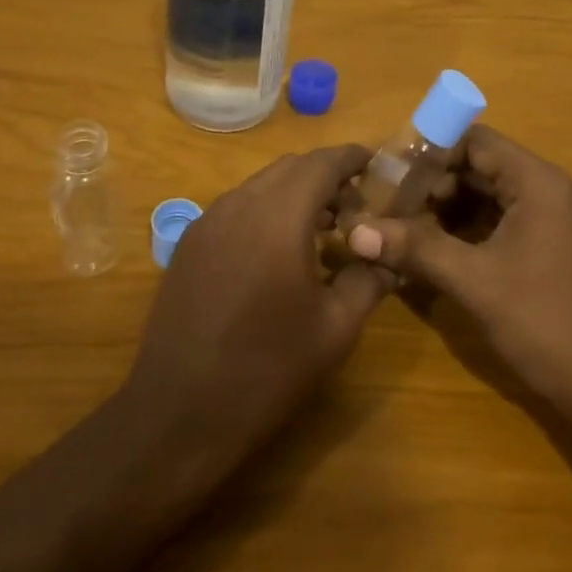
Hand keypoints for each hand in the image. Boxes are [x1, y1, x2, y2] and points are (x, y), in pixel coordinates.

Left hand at [123, 144, 392, 467]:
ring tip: (323, 229)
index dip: (352, 157)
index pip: (322, 163)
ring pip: (261, 185)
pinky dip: (267, 209)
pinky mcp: (189, 243)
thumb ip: (369, 280)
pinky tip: (279, 250)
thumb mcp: (335, 329)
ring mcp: (207, 221)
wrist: (178, 414)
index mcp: (278, 217)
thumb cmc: (267, 370)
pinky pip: (237, 207)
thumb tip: (392, 257)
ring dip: (295, 193)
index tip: (377, 164)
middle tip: (356, 208)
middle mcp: (239, 204)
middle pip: (290, 167)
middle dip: (327, 176)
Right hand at [345, 126, 571, 420]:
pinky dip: (458, 230)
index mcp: (536, 182)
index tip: (386, 170)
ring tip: (395, 224)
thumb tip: (354, 230)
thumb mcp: (474, 281)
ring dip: (440, 208)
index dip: (428, 150)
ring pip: (481, 196)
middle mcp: (542, 190)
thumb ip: (415, 248)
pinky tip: (424, 249)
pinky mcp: (540, 249)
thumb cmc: (545, 323)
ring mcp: (544, 221)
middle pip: (476, 165)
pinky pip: (491, 223)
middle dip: (429, 182)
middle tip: (382, 201)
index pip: (474, 140)